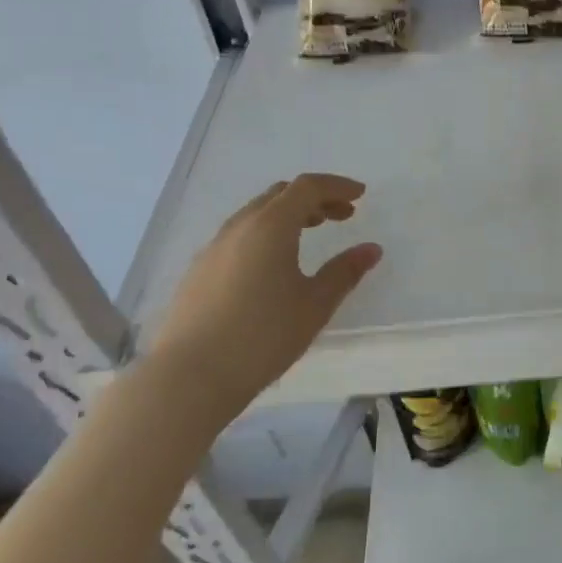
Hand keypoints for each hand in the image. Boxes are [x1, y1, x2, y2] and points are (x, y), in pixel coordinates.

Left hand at [146, 174, 381, 419]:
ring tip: (311, 234)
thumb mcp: (315, 305)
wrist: (190, 375)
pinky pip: (239, 235)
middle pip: (279, 195)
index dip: (337, 186)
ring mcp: (214, 248)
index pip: (307, 187)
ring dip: (288, 215)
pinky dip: (266, 233)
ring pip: (256, 214)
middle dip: (314, 198)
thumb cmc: (263, 336)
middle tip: (342, 216)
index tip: (360, 195)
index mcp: (271, 226)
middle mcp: (239, 227)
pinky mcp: (199, 271)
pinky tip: (273, 264)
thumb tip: (371, 249)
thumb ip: (345, 272)